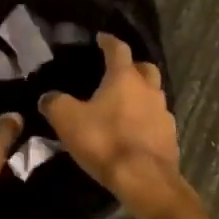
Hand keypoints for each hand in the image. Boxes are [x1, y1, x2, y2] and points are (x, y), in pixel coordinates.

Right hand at [38, 33, 180, 217]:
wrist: (145, 180)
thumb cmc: (105, 141)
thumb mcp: (68, 120)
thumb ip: (55, 103)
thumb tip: (47, 97)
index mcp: (124, 77)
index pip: (118, 48)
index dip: (108, 41)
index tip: (101, 38)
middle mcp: (149, 89)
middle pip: (144, 68)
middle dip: (132, 66)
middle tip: (118, 72)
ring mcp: (164, 113)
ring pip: (154, 94)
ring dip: (141, 95)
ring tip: (125, 105)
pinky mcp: (171, 137)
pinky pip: (158, 120)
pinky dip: (147, 120)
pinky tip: (135, 131)